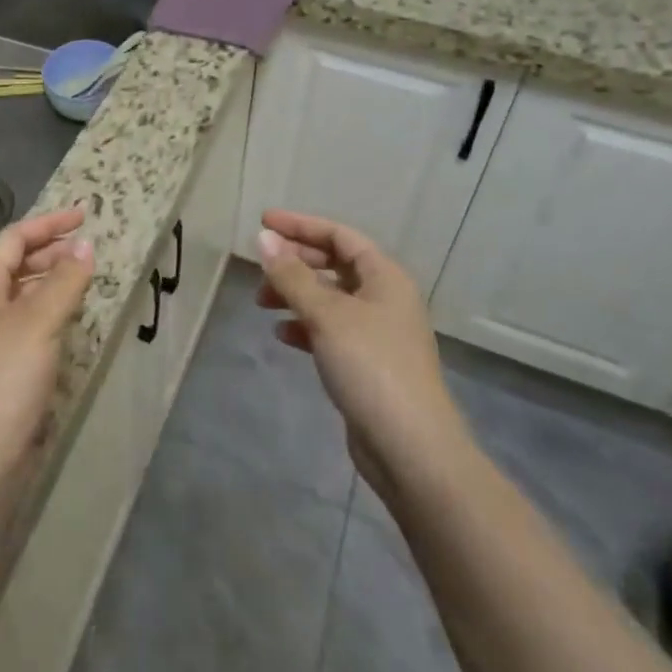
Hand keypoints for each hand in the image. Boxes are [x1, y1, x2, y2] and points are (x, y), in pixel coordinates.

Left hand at [0, 207, 94, 482]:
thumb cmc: (3, 380)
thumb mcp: (38, 323)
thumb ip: (64, 281)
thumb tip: (85, 244)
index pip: (12, 241)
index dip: (46, 224)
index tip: (83, 216)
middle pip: (14, 266)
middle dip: (49, 251)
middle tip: (86, 248)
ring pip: (22, 296)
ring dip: (51, 281)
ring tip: (83, 279)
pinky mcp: (2, 372)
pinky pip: (29, 325)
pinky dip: (51, 312)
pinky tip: (70, 322)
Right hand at [257, 210, 473, 504]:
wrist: (411, 449)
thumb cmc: (371, 366)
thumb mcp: (326, 314)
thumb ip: (291, 276)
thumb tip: (263, 239)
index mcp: (384, 276)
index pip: (339, 235)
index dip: (300, 226)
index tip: (263, 223)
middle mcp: (384, 298)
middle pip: (334, 265)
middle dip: (295, 262)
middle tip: (260, 267)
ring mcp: (378, 333)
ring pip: (330, 299)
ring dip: (296, 295)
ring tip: (262, 302)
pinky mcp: (368, 364)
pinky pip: (331, 330)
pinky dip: (305, 326)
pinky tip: (282, 335)